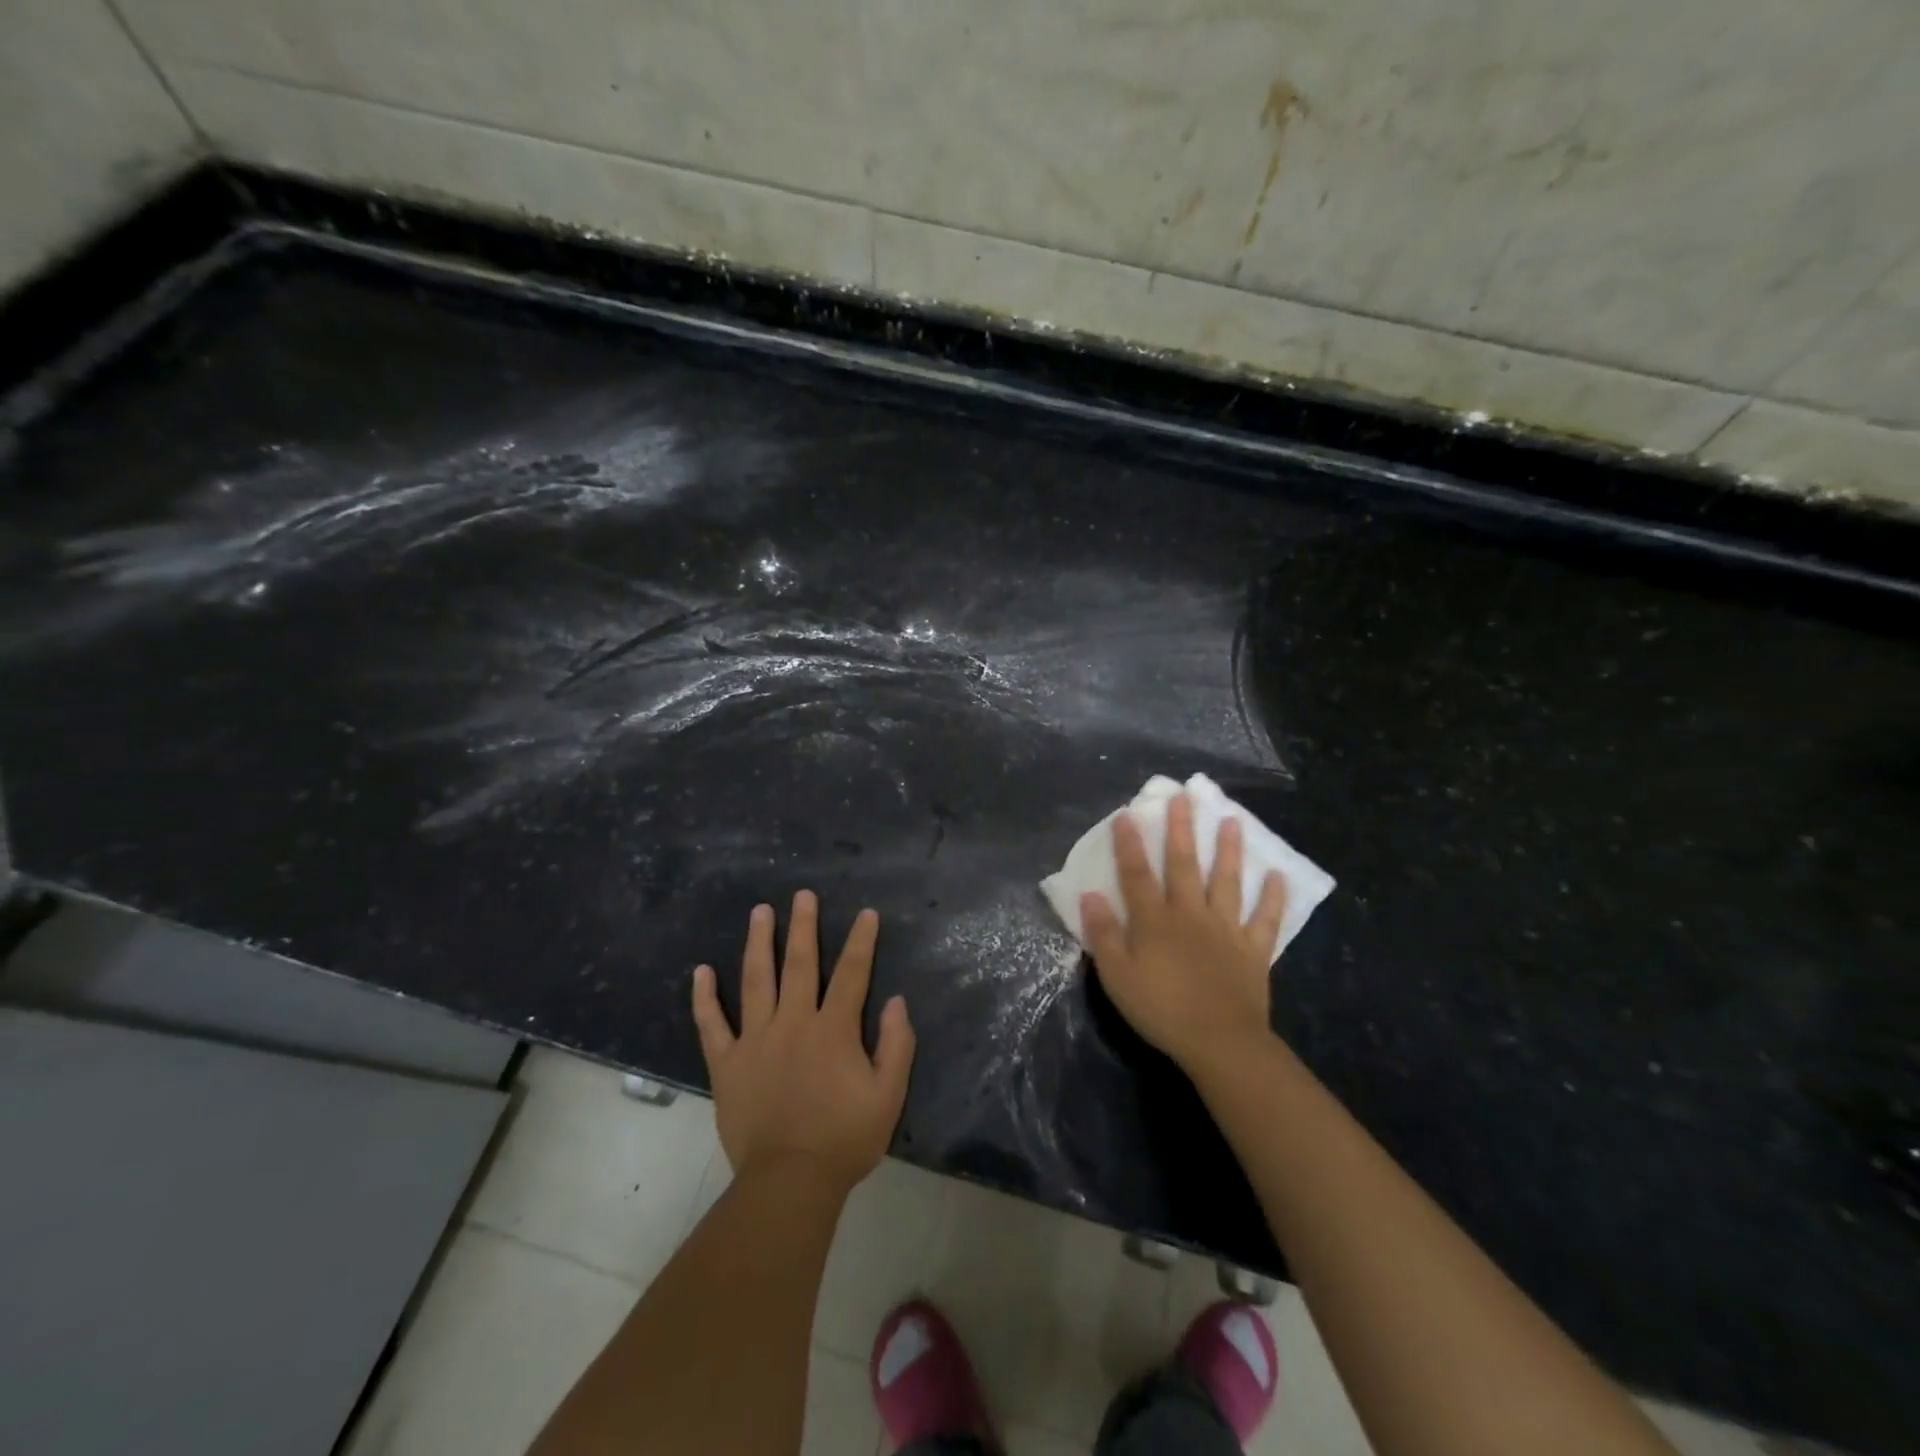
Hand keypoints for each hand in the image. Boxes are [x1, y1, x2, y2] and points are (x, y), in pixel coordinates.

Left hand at [692, 890, 915, 1195]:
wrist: (789, 1182)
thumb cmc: (844, 1139)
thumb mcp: (889, 1096)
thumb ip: (896, 1045)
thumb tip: (895, 1001)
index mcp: (833, 1030)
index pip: (851, 974)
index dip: (860, 941)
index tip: (865, 913)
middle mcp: (793, 1023)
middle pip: (799, 964)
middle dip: (803, 926)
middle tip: (802, 894)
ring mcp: (755, 1040)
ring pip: (755, 981)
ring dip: (758, 943)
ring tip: (759, 912)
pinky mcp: (727, 1064)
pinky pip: (712, 1025)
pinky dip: (704, 998)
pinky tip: (701, 971)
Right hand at [1080, 793, 1286, 1071]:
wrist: (1219, 1042)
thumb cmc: (1161, 1010)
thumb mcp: (1117, 976)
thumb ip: (1103, 933)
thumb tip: (1090, 894)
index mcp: (1155, 920)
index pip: (1137, 873)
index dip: (1130, 843)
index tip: (1128, 813)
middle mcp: (1190, 914)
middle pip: (1184, 864)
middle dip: (1182, 829)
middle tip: (1184, 797)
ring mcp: (1226, 929)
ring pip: (1227, 881)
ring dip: (1229, 849)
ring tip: (1232, 820)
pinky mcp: (1253, 949)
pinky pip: (1265, 918)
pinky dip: (1272, 896)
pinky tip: (1277, 875)